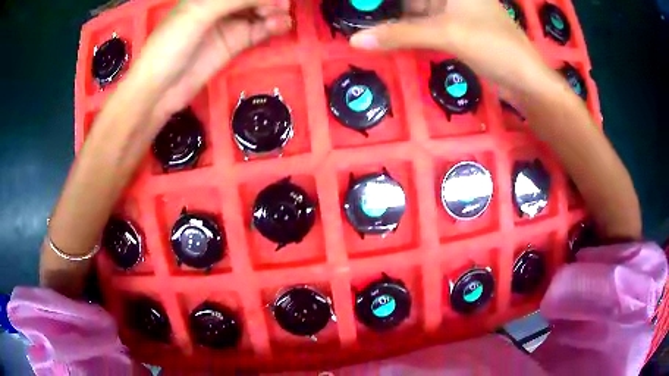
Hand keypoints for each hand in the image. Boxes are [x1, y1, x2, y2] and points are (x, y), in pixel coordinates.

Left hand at [128, 0, 291, 121]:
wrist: (159, 89)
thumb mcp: (199, 13)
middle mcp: (220, 6)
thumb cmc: (170, 44)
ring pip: (260, 12)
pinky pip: (259, 31)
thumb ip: (234, 0)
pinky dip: (272, 27)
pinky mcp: (234, 44)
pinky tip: (280, 27)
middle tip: (282, 6)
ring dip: (275, 12)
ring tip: (281, 18)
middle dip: (270, 0)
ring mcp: (229, 25)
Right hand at [349, 0, 549, 93]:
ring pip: (418, 12)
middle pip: (414, 0)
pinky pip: (427, 27)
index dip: (391, 3)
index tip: (366, 8)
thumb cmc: (492, 46)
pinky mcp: (458, 30)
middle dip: (391, 10)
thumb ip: (400, 33)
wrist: (525, 80)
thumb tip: (356, 40)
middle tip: (359, 16)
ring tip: (370, 30)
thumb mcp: (445, 34)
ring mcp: (456, 12)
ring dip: (398, 22)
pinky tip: (393, 39)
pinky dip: (412, 33)